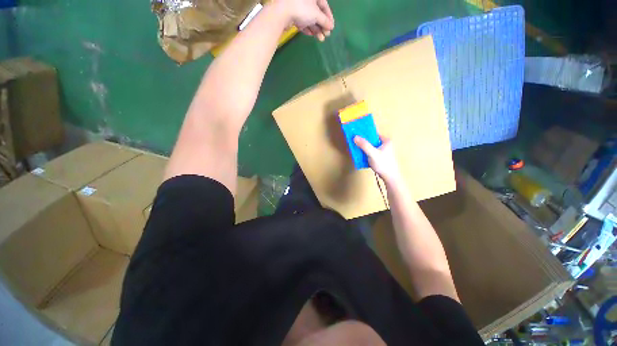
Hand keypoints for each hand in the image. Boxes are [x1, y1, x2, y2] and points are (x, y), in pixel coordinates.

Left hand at [279, 0, 333, 40]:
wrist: (283, 12)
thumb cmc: (302, 9)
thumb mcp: (316, 14)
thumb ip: (324, 21)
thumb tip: (331, 26)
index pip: (324, 6)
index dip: (329, 17)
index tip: (331, 27)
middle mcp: (306, 0)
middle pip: (317, 14)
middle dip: (322, 25)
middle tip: (326, 35)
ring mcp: (299, 8)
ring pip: (310, 19)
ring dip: (316, 29)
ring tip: (321, 39)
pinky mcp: (293, 15)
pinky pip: (303, 22)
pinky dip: (308, 29)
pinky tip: (311, 35)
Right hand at [354, 136, 400, 183]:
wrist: (389, 176)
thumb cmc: (383, 164)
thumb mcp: (373, 153)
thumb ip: (364, 145)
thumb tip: (355, 137)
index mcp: (386, 140)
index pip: (373, 134)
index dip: (365, 134)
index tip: (356, 134)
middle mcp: (384, 144)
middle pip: (371, 141)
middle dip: (363, 142)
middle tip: (354, 142)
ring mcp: (382, 151)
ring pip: (370, 147)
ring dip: (363, 148)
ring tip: (356, 149)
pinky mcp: (379, 157)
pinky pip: (370, 152)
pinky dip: (365, 153)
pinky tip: (360, 155)